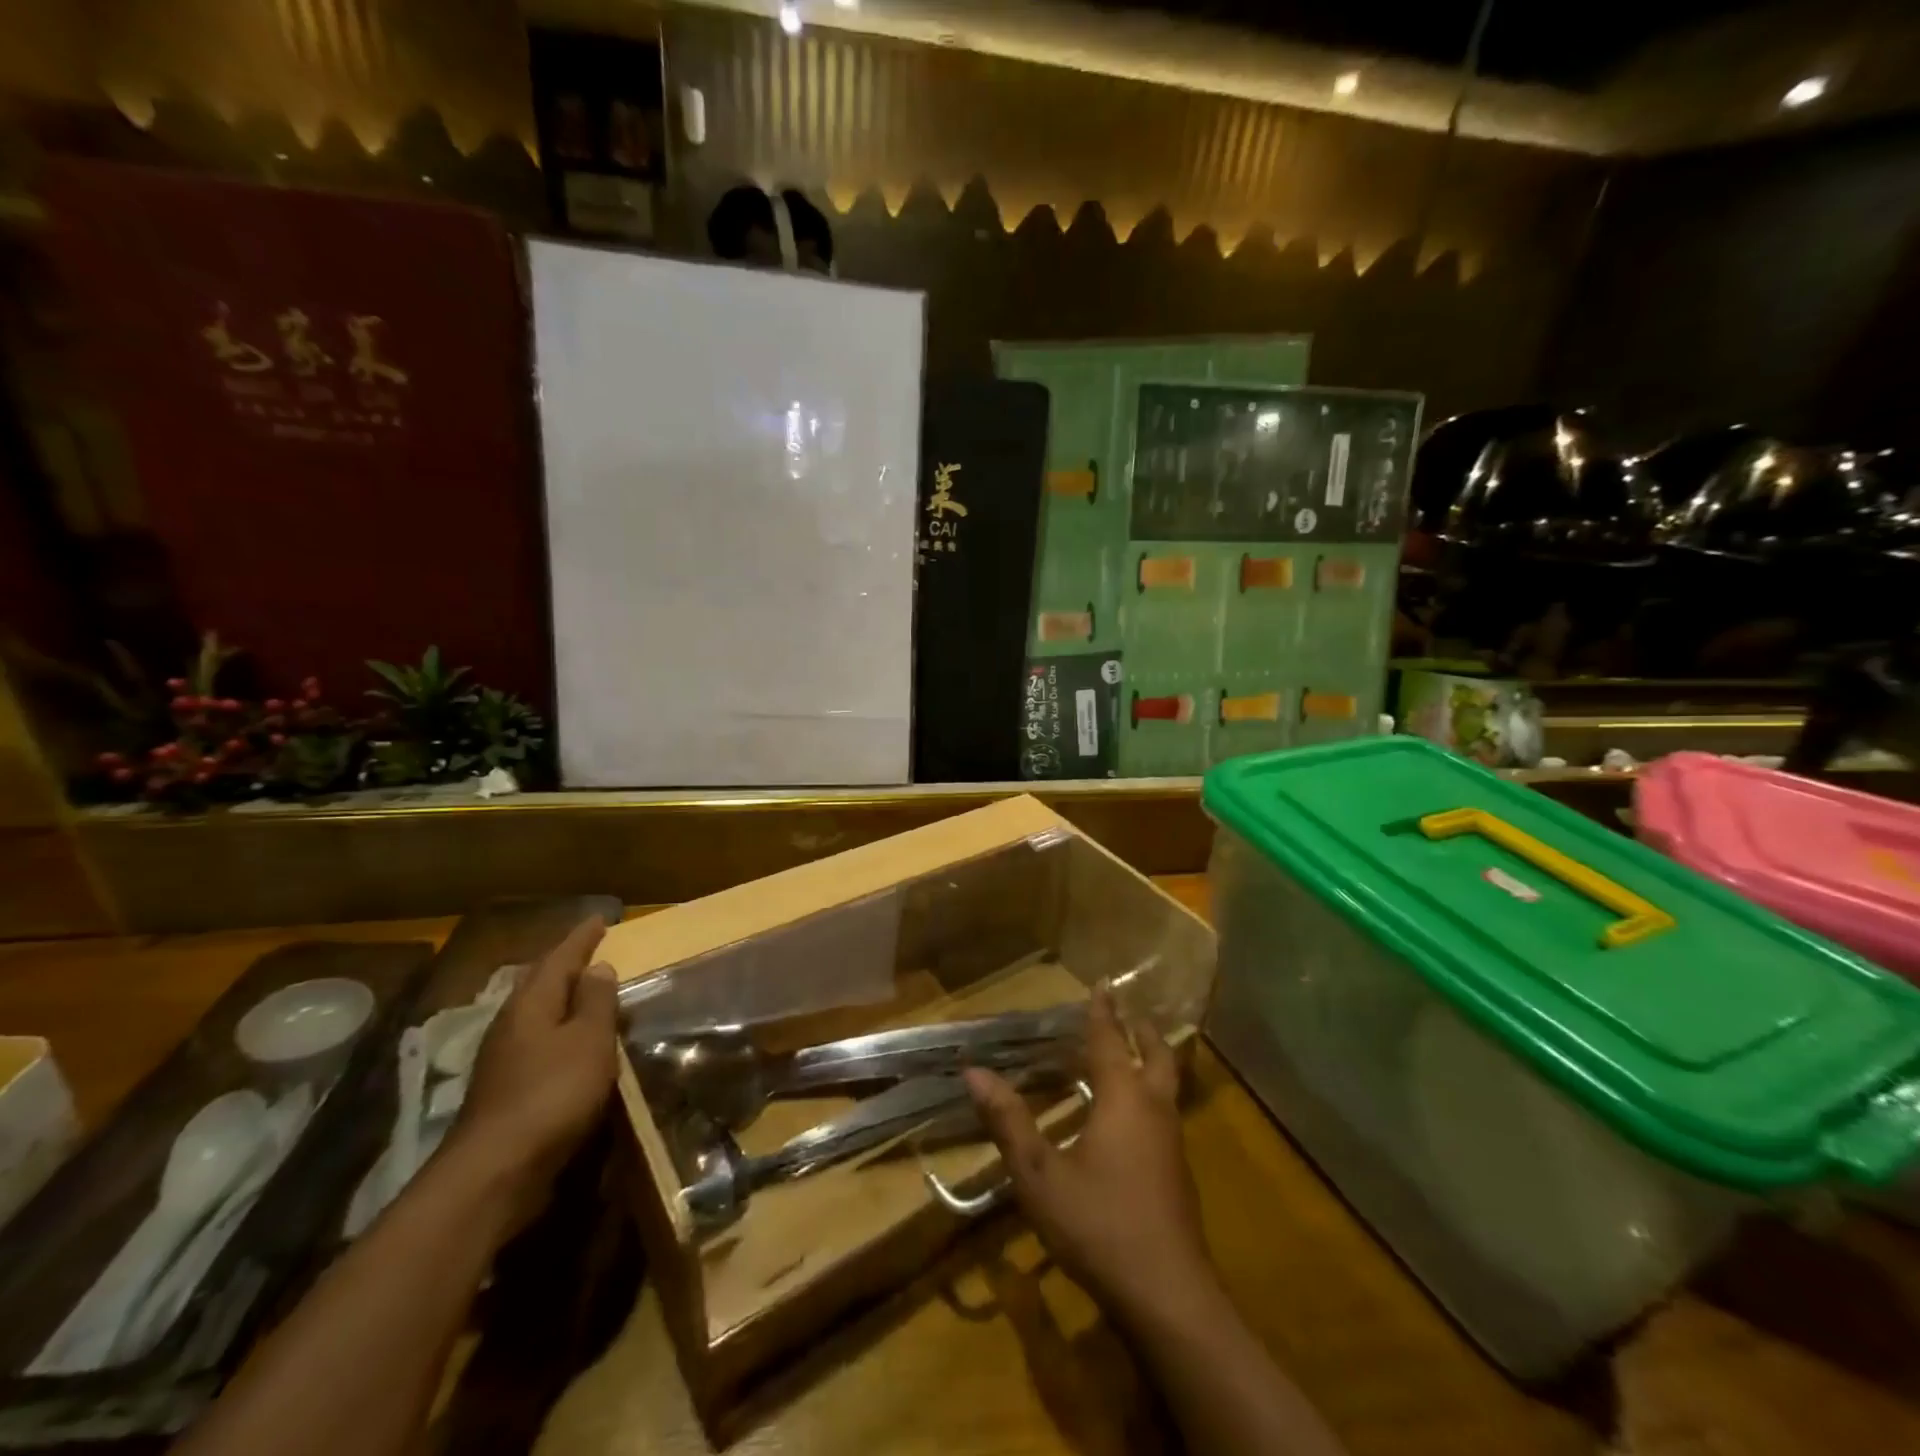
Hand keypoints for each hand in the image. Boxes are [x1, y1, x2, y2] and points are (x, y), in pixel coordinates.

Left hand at [446, 918, 618, 1226]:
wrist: (496, 1172)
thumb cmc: (552, 1094)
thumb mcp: (588, 1040)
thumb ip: (595, 1001)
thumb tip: (597, 967)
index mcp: (531, 1004)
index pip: (559, 958)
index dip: (582, 938)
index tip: (601, 918)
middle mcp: (512, 1025)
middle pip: (540, 983)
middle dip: (566, 964)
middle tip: (592, 949)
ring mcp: (504, 1060)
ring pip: (537, 1014)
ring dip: (562, 999)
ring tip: (588, 991)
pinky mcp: (506, 1091)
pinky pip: (539, 1043)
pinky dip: (560, 1031)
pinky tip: (572, 1043)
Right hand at [963, 986, 1214, 1324]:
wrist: (1169, 1296)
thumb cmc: (1099, 1224)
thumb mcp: (1039, 1174)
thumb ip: (1009, 1121)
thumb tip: (974, 1072)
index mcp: (1123, 1099)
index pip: (1110, 1040)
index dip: (1103, 1011)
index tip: (1103, 983)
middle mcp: (1154, 1110)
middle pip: (1157, 1055)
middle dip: (1141, 1030)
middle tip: (1127, 1012)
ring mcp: (1172, 1144)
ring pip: (1167, 1086)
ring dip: (1150, 1061)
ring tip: (1129, 1054)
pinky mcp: (1178, 1174)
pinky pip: (1165, 1114)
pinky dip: (1150, 1094)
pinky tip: (1131, 1118)